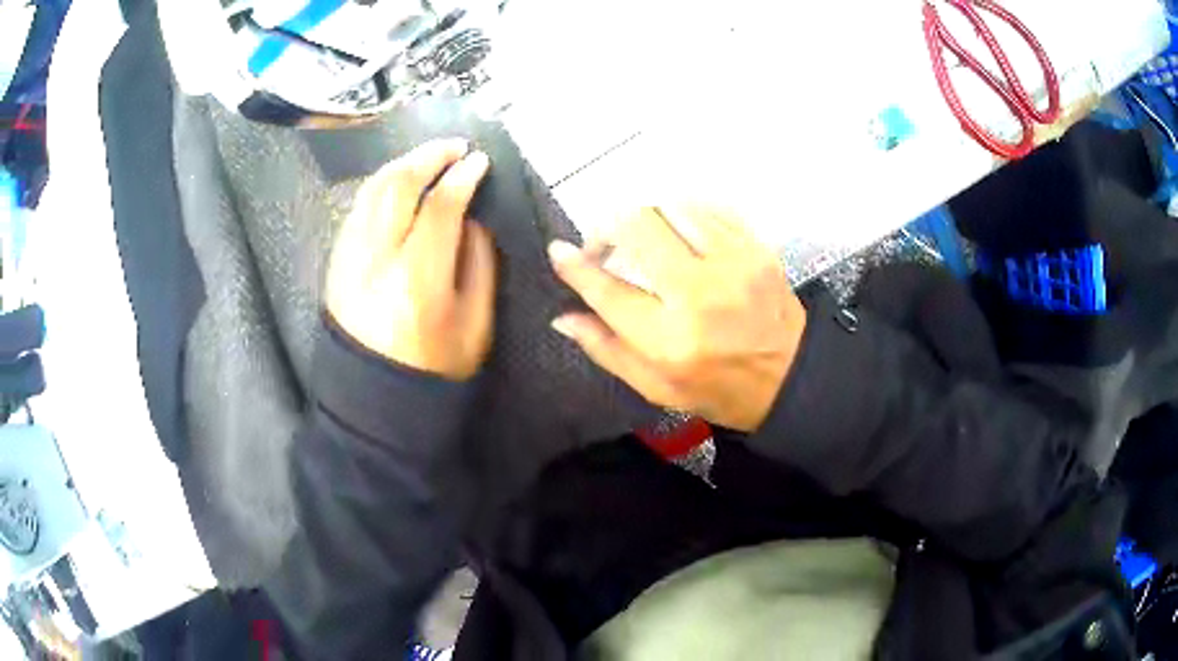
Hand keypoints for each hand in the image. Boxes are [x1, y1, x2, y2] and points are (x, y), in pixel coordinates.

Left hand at [326, 139, 495, 380]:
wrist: (373, 397)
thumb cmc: (433, 368)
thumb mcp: (475, 324)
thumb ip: (479, 263)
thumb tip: (471, 217)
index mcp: (418, 280)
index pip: (440, 207)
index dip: (462, 177)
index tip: (480, 162)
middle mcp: (376, 260)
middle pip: (398, 186)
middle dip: (429, 156)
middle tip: (455, 146)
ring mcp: (349, 258)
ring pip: (372, 190)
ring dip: (402, 164)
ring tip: (428, 157)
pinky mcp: (336, 261)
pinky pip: (358, 207)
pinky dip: (381, 185)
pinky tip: (399, 182)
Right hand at [548, 206, 806, 431]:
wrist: (790, 377)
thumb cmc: (718, 388)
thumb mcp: (656, 387)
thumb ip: (606, 349)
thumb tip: (563, 316)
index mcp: (670, 339)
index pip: (607, 289)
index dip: (575, 266)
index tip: (559, 251)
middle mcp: (699, 293)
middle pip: (636, 224)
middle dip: (607, 227)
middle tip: (604, 245)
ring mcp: (733, 262)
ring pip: (671, 205)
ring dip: (646, 216)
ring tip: (643, 238)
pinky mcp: (755, 246)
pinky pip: (708, 207)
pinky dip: (683, 213)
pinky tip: (679, 233)